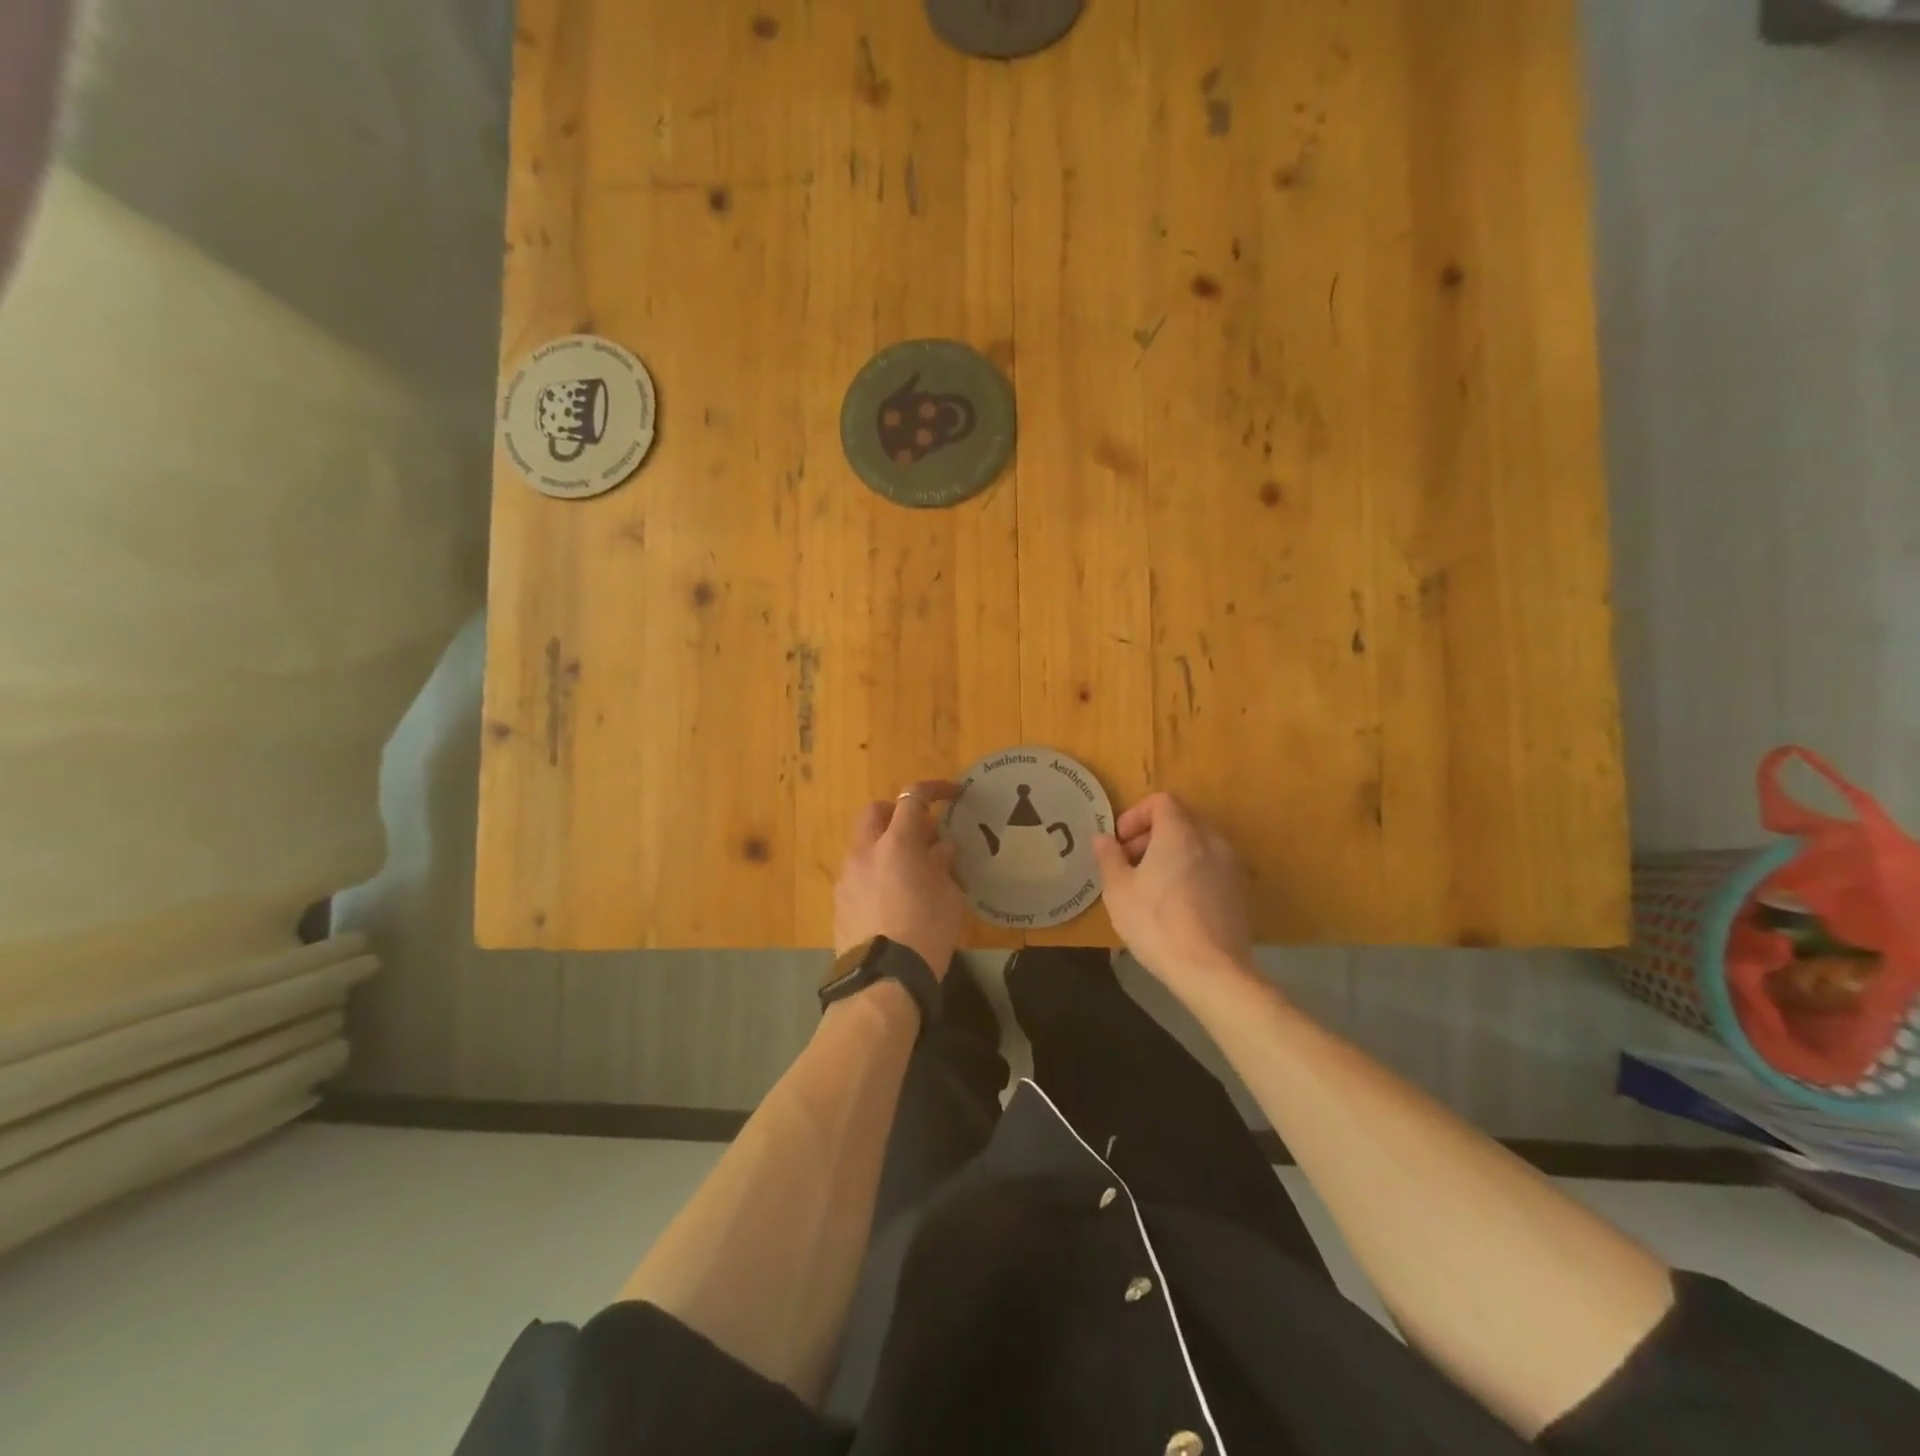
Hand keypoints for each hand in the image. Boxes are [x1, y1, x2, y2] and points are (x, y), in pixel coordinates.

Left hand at [834, 780, 965, 979]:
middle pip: (875, 811)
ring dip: (885, 844)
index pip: (912, 798)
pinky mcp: (839, 900)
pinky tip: (892, 896)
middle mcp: (865, 850)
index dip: (934, 789)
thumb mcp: (949, 895)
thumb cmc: (927, 931)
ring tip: (909, 869)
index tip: (953, 794)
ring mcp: (847, 875)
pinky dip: (874, 870)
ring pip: (863, 842)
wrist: (884, 979)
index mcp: (896, 842)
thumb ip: (943, 863)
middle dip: (898, 812)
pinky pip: (858, 871)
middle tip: (922, 831)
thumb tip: (941, 847)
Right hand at [1092, 793, 1253, 990]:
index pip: (1161, 801)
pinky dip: (1190, 872)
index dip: (1136, 815)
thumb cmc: (1157, 923)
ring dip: (1171, 853)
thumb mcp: (1119, 890)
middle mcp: (1211, 840)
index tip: (1120, 842)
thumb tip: (1103, 838)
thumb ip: (1109, 857)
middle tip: (1129, 863)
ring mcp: (1230, 866)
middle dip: (1151, 834)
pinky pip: (1210, 867)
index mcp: (1180, 833)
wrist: (1212, 970)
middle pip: (1180, 820)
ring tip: (1150, 885)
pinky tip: (1175, 904)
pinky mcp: (1239, 891)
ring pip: (1197, 844)